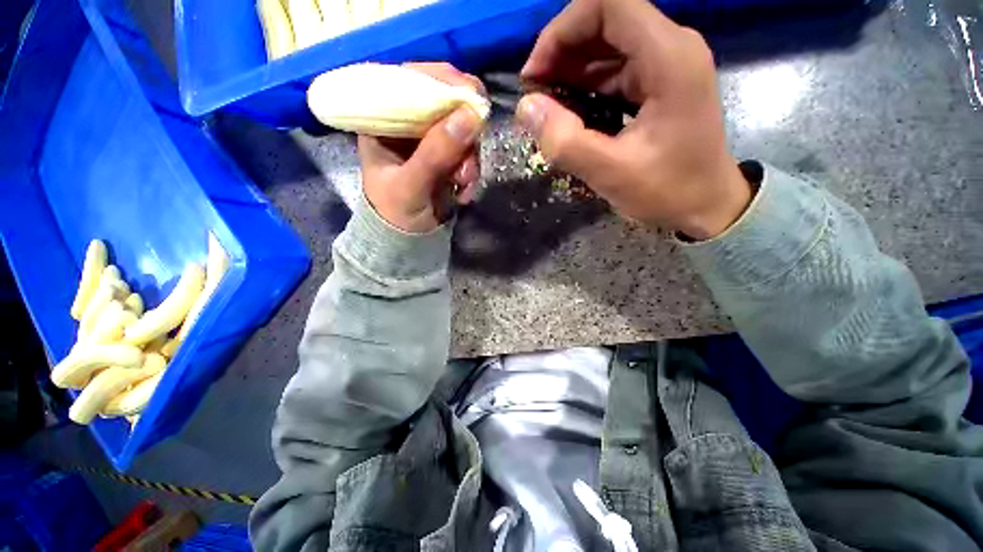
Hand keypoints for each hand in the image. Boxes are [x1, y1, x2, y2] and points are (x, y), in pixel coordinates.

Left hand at [358, 63, 485, 233]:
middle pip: (443, 102)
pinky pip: (468, 152)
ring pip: (461, 129)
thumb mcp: (411, 184)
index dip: (442, 80)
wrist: (407, 242)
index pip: (410, 81)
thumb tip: (472, 114)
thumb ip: (436, 152)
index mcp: (383, 121)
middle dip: (463, 130)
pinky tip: (464, 192)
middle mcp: (407, 124)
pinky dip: (471, 171)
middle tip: (471, 154)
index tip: (471, 94)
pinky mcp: (447, 158)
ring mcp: (430, 141)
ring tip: (464, 183)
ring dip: (469, 157)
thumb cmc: (395, 214)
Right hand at [518, 0, 750, 239]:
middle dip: (561, 52)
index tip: (536, 73)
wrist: (708, 206)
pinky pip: (615, 70)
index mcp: (668, 57)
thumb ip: (566, 142)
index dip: (563, 30)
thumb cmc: (669, 191)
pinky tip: (571, 112)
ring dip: (571, 70)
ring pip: (608, 46)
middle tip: (536, 96)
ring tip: (547, 107)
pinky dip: (586, 86)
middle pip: (605, 21)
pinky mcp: (660, 83)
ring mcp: (667, 64)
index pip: (608, 4)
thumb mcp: (611, 173)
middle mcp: (671, 47)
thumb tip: (526, 107)